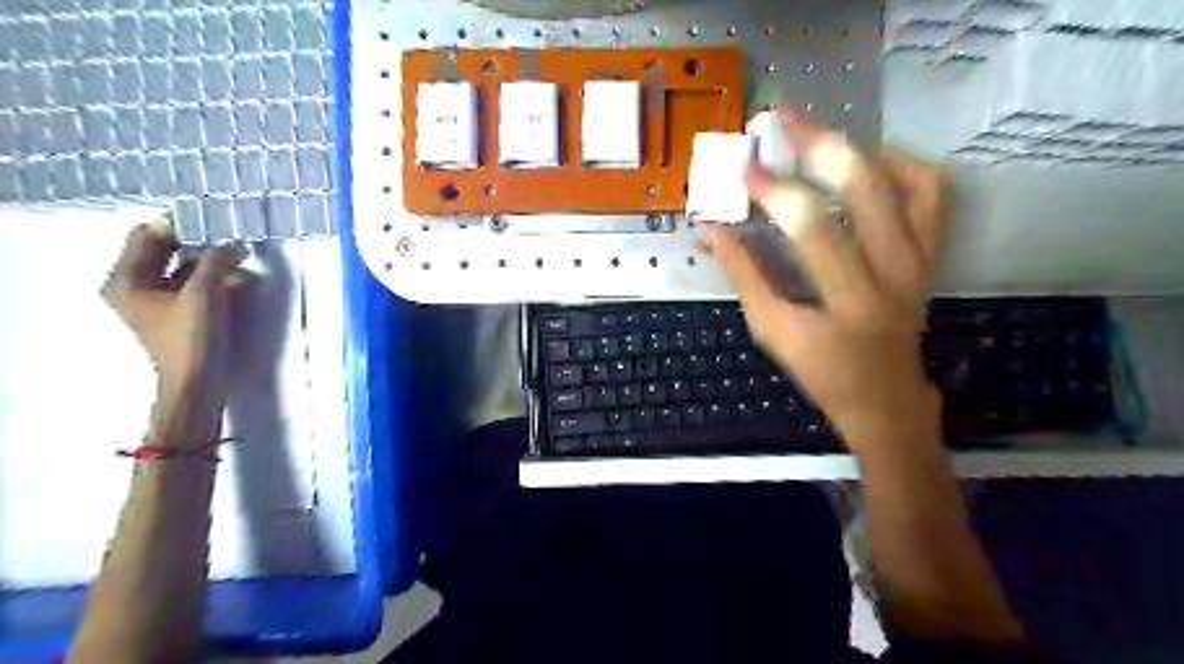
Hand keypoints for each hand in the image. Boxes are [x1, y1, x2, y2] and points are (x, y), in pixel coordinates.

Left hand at [101, 219, 246, 402]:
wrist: (198, 381)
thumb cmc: (191, 337)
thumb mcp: (204, 293)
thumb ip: (217, 262)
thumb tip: (234, 244)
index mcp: (126, 280)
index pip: (146, 236)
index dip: (176, 224)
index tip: (209, 217)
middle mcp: (136, 286)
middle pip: (164, 251)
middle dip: (197, 242)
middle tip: (227, 232)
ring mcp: (157, 301)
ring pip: (183, 267)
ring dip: (210, 260)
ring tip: (239, 254)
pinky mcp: (179, 312)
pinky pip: (194, 284)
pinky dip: (214, 277)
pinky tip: (238, 276)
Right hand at [701, 117, 950, 453]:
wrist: (886, 399)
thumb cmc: (822, 373)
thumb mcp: (773, 331)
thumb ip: (744, 276)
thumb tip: (713, 229)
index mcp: (849, 301)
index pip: (812, 229)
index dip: (774, 192)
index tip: (743, 168)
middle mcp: (894, 273)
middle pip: (867, 189)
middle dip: (820, 146)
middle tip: (784, 122)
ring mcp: (921, 261)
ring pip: (909, 182)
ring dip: (861, 150)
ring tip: (821, 140)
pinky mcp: (932, 256)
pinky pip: (932, 196)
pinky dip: (903, 166)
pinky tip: (868, 163)